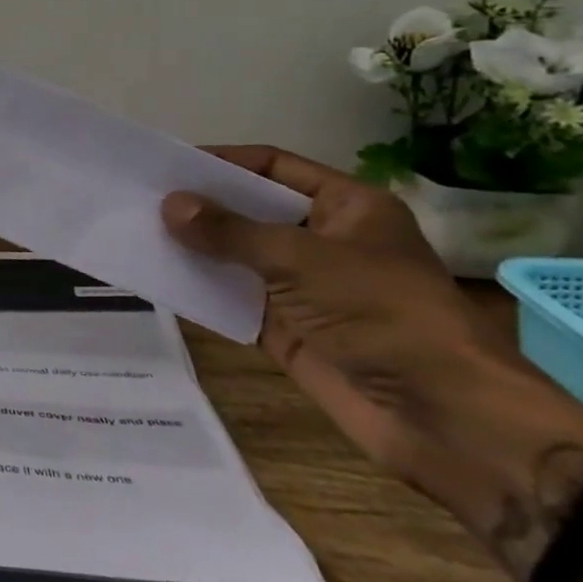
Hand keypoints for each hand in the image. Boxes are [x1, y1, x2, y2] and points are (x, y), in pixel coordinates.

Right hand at [161, 147, 582, 577]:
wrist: (446, 420)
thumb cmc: (384, 315)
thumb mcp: (301, 259)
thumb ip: (230, 231)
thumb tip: (168, 205)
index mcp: (346, 207)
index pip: (271, 166)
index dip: (221, 161)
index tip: (167, 163)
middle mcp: (324, 240)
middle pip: (249, 210)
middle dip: (200, 205)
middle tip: (139, 197)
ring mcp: (305, 287)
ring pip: (237, 255)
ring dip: (195, 247)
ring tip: (137, 232)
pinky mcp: (288, 329)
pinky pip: (234, 298)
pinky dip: (201, 289)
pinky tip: (158, 277)